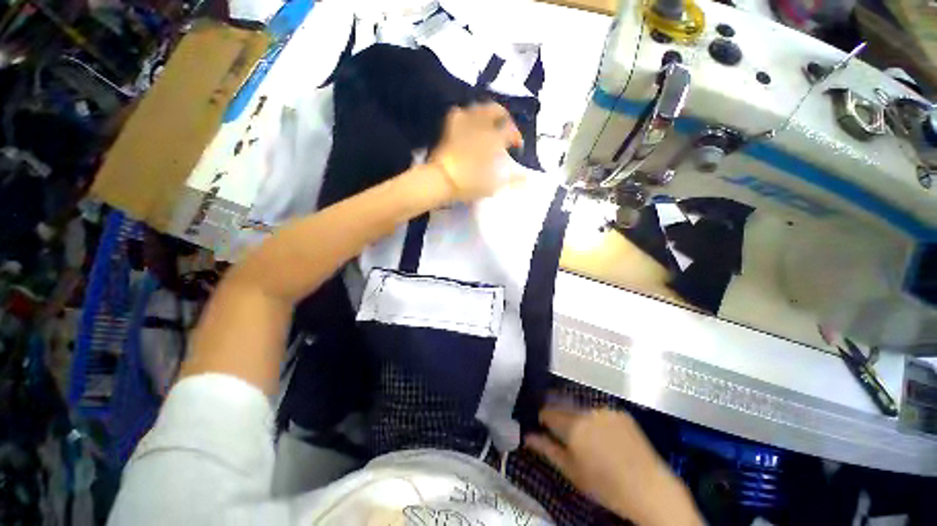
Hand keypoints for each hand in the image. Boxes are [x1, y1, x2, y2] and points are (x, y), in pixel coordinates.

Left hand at [429, 102, 522, 201]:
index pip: (510, 130)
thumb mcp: (492, 185)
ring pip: (479, 107)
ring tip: (489, 124)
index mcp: (493, 139)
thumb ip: (511, 180)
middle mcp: (480, 126)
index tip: (517, 146)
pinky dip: (466, 115)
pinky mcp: (451, 127)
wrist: (441, 179)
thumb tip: (526, 179)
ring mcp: (464, 123)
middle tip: (505, 128)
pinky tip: (468, 123)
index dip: (516, 136)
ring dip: (487, 113)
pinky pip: (459, 112)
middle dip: (504, 117)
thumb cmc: (468, 183)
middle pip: (496, 109)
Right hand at [525, 406, 703, 525]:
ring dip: (579, 418)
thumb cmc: (605, 485)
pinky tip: (606, 437)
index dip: (543, 418)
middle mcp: (587, 411)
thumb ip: (547, 449)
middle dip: (561, 418)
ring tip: (588, 439)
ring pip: (583, 409)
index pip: (548, 411)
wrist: (649, 489)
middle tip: (566, 436)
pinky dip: (598, 420)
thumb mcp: (572, 471)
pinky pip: (601, 412)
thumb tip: (527, 436)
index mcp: (573, 425)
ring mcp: (606, 410)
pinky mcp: (621, 412)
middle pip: (565, 407)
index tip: (543, 427)